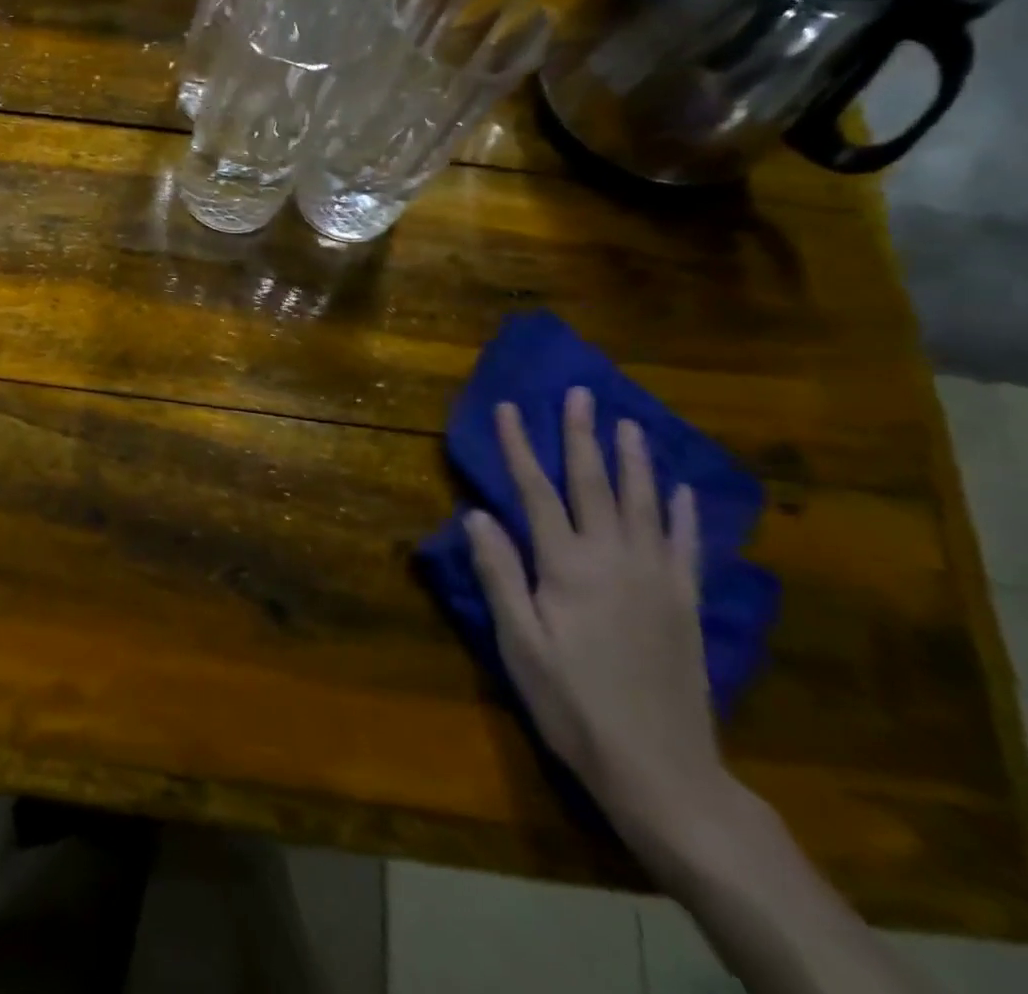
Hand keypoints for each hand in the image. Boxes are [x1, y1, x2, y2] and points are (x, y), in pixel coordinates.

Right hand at [466, 387, 733, 848]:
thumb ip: (499, 574)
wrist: (662, 771)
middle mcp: (615, 559)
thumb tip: (476, 515)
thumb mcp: (519, 644)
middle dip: (582, 435)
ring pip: (643, 504)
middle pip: (595, 484)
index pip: (536, 492)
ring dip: (633, 460)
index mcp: (567, 567)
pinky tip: (681, 489)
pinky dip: (682, 512)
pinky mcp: (685, 603)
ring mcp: (657, 579)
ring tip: (628, 423)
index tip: (508, 407)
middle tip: (580, 393)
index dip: (520, 447)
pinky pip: (686, 545)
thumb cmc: (573, 704)